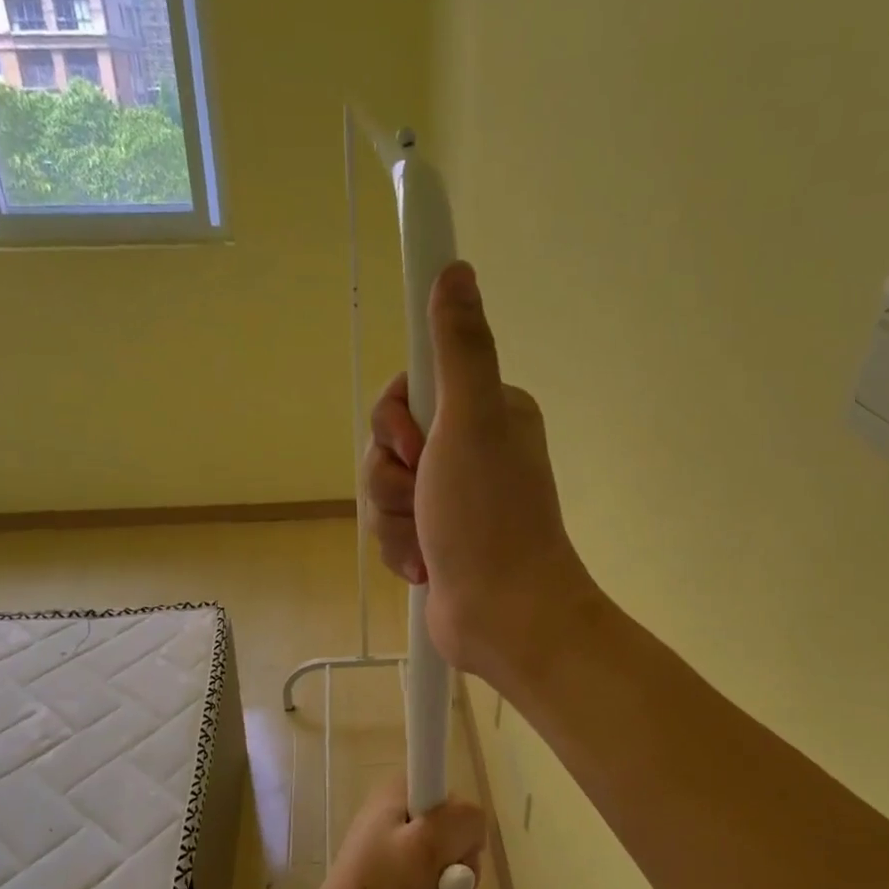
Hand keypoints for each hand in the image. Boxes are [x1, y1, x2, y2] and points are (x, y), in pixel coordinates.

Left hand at [304, 774, 485, 888]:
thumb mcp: (428, 844)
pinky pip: (436, 885)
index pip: (452, 796)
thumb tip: (473, 828)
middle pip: (456, 833)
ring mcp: (398, 850)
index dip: (461, 827)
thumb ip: (463, 820)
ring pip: (451, 863)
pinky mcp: (399, 881)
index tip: (452, 853)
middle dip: (461, 869)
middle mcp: (398, 814)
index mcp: (399, 793)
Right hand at [364, 262, 596, 681]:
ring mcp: (452, 495)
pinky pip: (391, 525)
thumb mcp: (470, 422)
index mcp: (484, 410)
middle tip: (423, 497)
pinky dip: (402, 548)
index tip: (413, 444)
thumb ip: (459, 347)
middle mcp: (469, 446)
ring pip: (383, 487)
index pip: (408, 388)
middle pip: (388, 441)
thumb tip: (456, 270)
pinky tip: (426, 567)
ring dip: (394, 519)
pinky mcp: (437, 535)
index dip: (396, 419)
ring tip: (427, 543)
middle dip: (392, 477)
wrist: (505, 618)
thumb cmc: (488, 517)